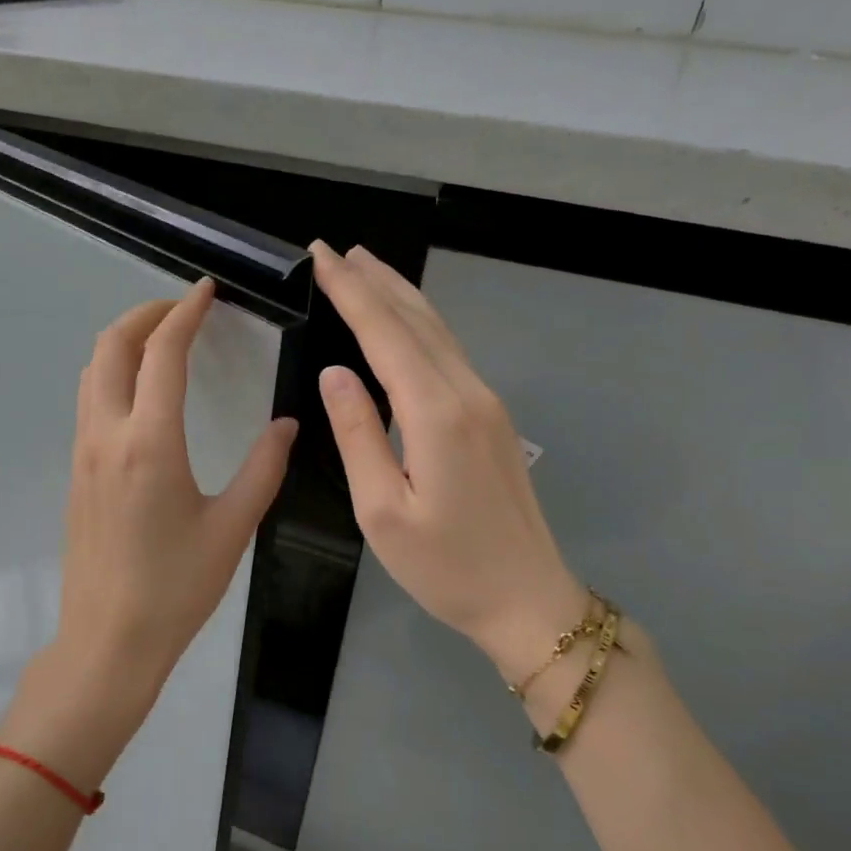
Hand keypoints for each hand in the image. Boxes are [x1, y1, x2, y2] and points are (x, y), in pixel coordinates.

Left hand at [1, 279, 298, 789]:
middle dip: (144, 314)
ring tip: (161, 340)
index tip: (206, 291)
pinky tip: (142, 391)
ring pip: (92, 372)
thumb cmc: (176, 588)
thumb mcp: (233, 527)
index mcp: (149, 442)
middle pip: (110, 347)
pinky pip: (88, 401)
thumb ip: (264, 468)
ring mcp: (83, 453)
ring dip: (123, 342)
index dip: (185, 312)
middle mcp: (106, 435)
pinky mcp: (76, 472)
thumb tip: (286, 423)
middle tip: (182, 309)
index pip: (162, 352)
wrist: (108, 640)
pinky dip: (112, 373)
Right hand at [310, 242, 588, 689]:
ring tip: (367, 267)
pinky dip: (420, 323)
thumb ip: (358, 434)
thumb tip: (334, 372)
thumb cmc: (446, 567)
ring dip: (400, 294)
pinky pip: (450, 352)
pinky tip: (405, 320)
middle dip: (374, 281)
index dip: (351, 292)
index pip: (384, 334)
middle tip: (336, 250)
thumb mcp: (382, 511)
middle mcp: (466, 393)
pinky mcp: (492, 417)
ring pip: (438, 331)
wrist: (528, 600)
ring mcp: (486, 402)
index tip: (321, 257)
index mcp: (436, 414)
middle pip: (416, 320)